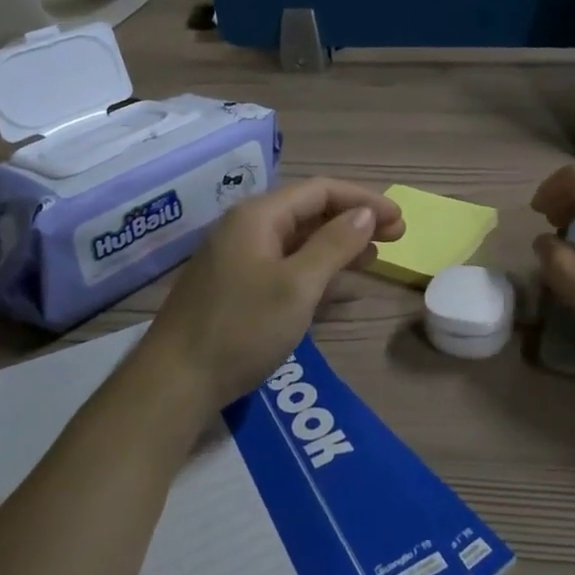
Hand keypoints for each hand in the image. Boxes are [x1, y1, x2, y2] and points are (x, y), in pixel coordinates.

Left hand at [137, 178, 405, 412]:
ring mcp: (238, 257)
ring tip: (373, 258)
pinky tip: (336, 283)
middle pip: (310, 211)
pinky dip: (316, 266)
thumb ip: (334, 245)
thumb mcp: (297, 286)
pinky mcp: (235, 285)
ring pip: (299, 239)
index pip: (321, 191)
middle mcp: (246, 228)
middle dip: (354, 220)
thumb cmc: (242, 328)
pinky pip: (285, 262)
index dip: (364, 201)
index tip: (399, 219)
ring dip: (338, 244)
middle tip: (396, 237)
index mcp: (259, 216)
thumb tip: (365, 215)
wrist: (174, 384)